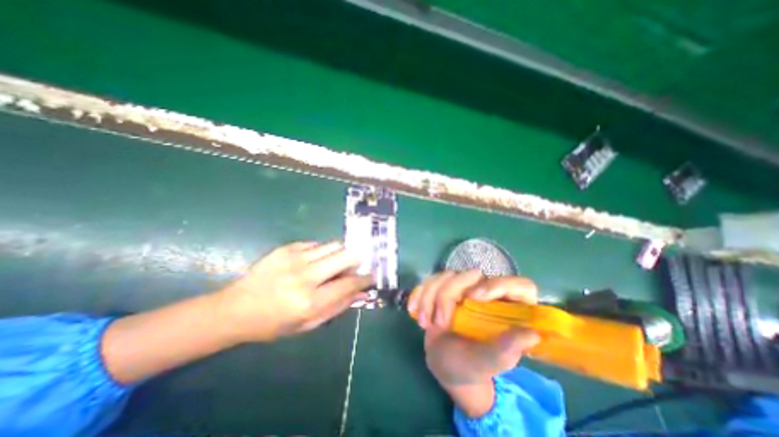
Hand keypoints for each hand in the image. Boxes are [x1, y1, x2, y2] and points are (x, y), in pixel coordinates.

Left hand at [213, 241, 368, 343]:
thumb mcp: (308, 324)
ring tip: (334, 263)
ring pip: (334, 245)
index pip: (349, 283)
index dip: (365, 278)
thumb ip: (337, 307)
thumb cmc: (273, 323)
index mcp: (310, 301)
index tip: (371, 275)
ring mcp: (295, 258)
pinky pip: (316, 244)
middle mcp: (306, 276)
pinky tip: (315, 261)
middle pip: (345, 256)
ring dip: (340, 254)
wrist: (234, 309)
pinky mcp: (287, 248)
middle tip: (354, 266)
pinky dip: (322, 252)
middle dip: (357, 259)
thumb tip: (360, 292)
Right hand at [408, 272, 541, 418]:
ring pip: (446, 275)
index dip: (499, 285)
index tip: (474, 298)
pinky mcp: (444, 288)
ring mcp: (464, 288)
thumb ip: (506, 350)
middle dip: (448, 295)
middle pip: (471, 275)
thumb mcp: (487, 362)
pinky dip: (419, 293)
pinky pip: (430, 280)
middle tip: (440, 323)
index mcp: (508, 309)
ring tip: (425, 323)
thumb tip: (531, 333)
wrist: (445, 363)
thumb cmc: (470, 366)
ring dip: (430, 296)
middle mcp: (487, 293)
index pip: (518, 286)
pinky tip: (413, 310)